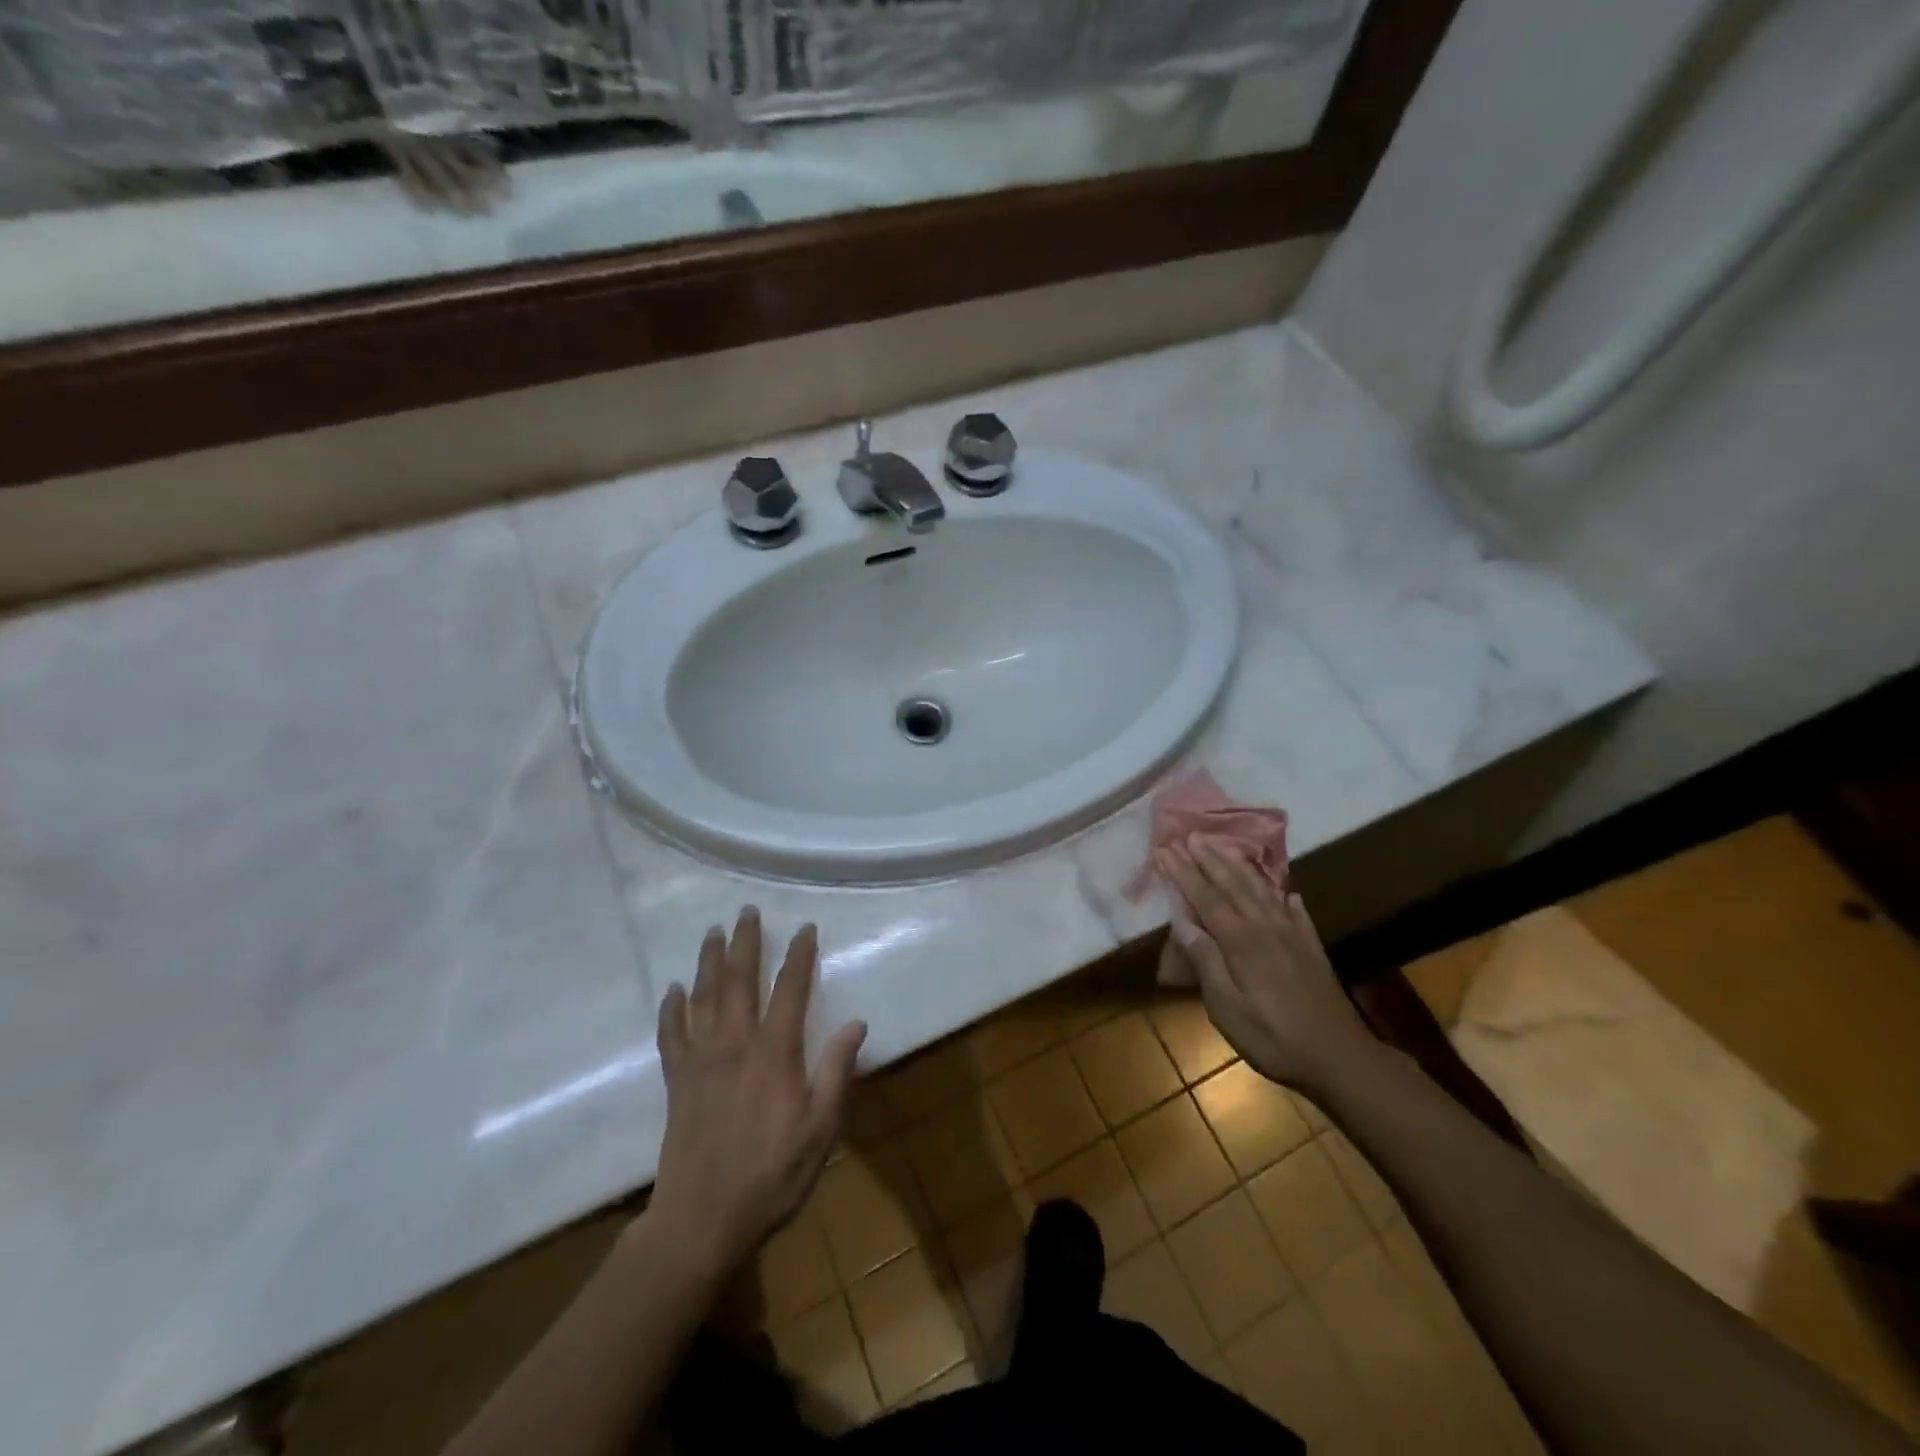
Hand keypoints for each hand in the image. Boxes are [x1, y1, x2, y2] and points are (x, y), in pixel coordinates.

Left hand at [647, 908, 866, 1275]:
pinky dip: (671, 1008)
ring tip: (713, 933)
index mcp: (774, 1054)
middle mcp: (735, 1045)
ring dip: (708, 961)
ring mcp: (701, 1061)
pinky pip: (671, 1034)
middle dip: (746, 943)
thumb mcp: (820, 1129)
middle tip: (746, 911)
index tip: (805, 928)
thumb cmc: (771, 1176)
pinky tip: (672, 990)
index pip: (791, 991)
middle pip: (739, 981)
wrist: (700, 1221)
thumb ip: (836, 1072)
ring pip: (703, 997)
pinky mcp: (677, 1082)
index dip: (799, 956)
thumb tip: (856, 1023)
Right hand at [1161, 838, 1372, 1094]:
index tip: (1165, 850)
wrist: (1340, 1057)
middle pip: (1233, 884)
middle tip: (1191, 835)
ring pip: (1261, 889)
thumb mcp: (1226, 1008)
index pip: (1205, 897)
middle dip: (1209, 858)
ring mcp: (1292, 933)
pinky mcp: (1311, 946)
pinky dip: (1283, 894)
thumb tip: (1182, 922)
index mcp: (1241, 941)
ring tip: (1224, 846)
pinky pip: (1294, 909)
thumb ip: (1205, 962)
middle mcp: (1266, 926)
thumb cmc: (1273, 1037)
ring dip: (1239, 865)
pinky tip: (1283, 888)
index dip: (1184, 872)